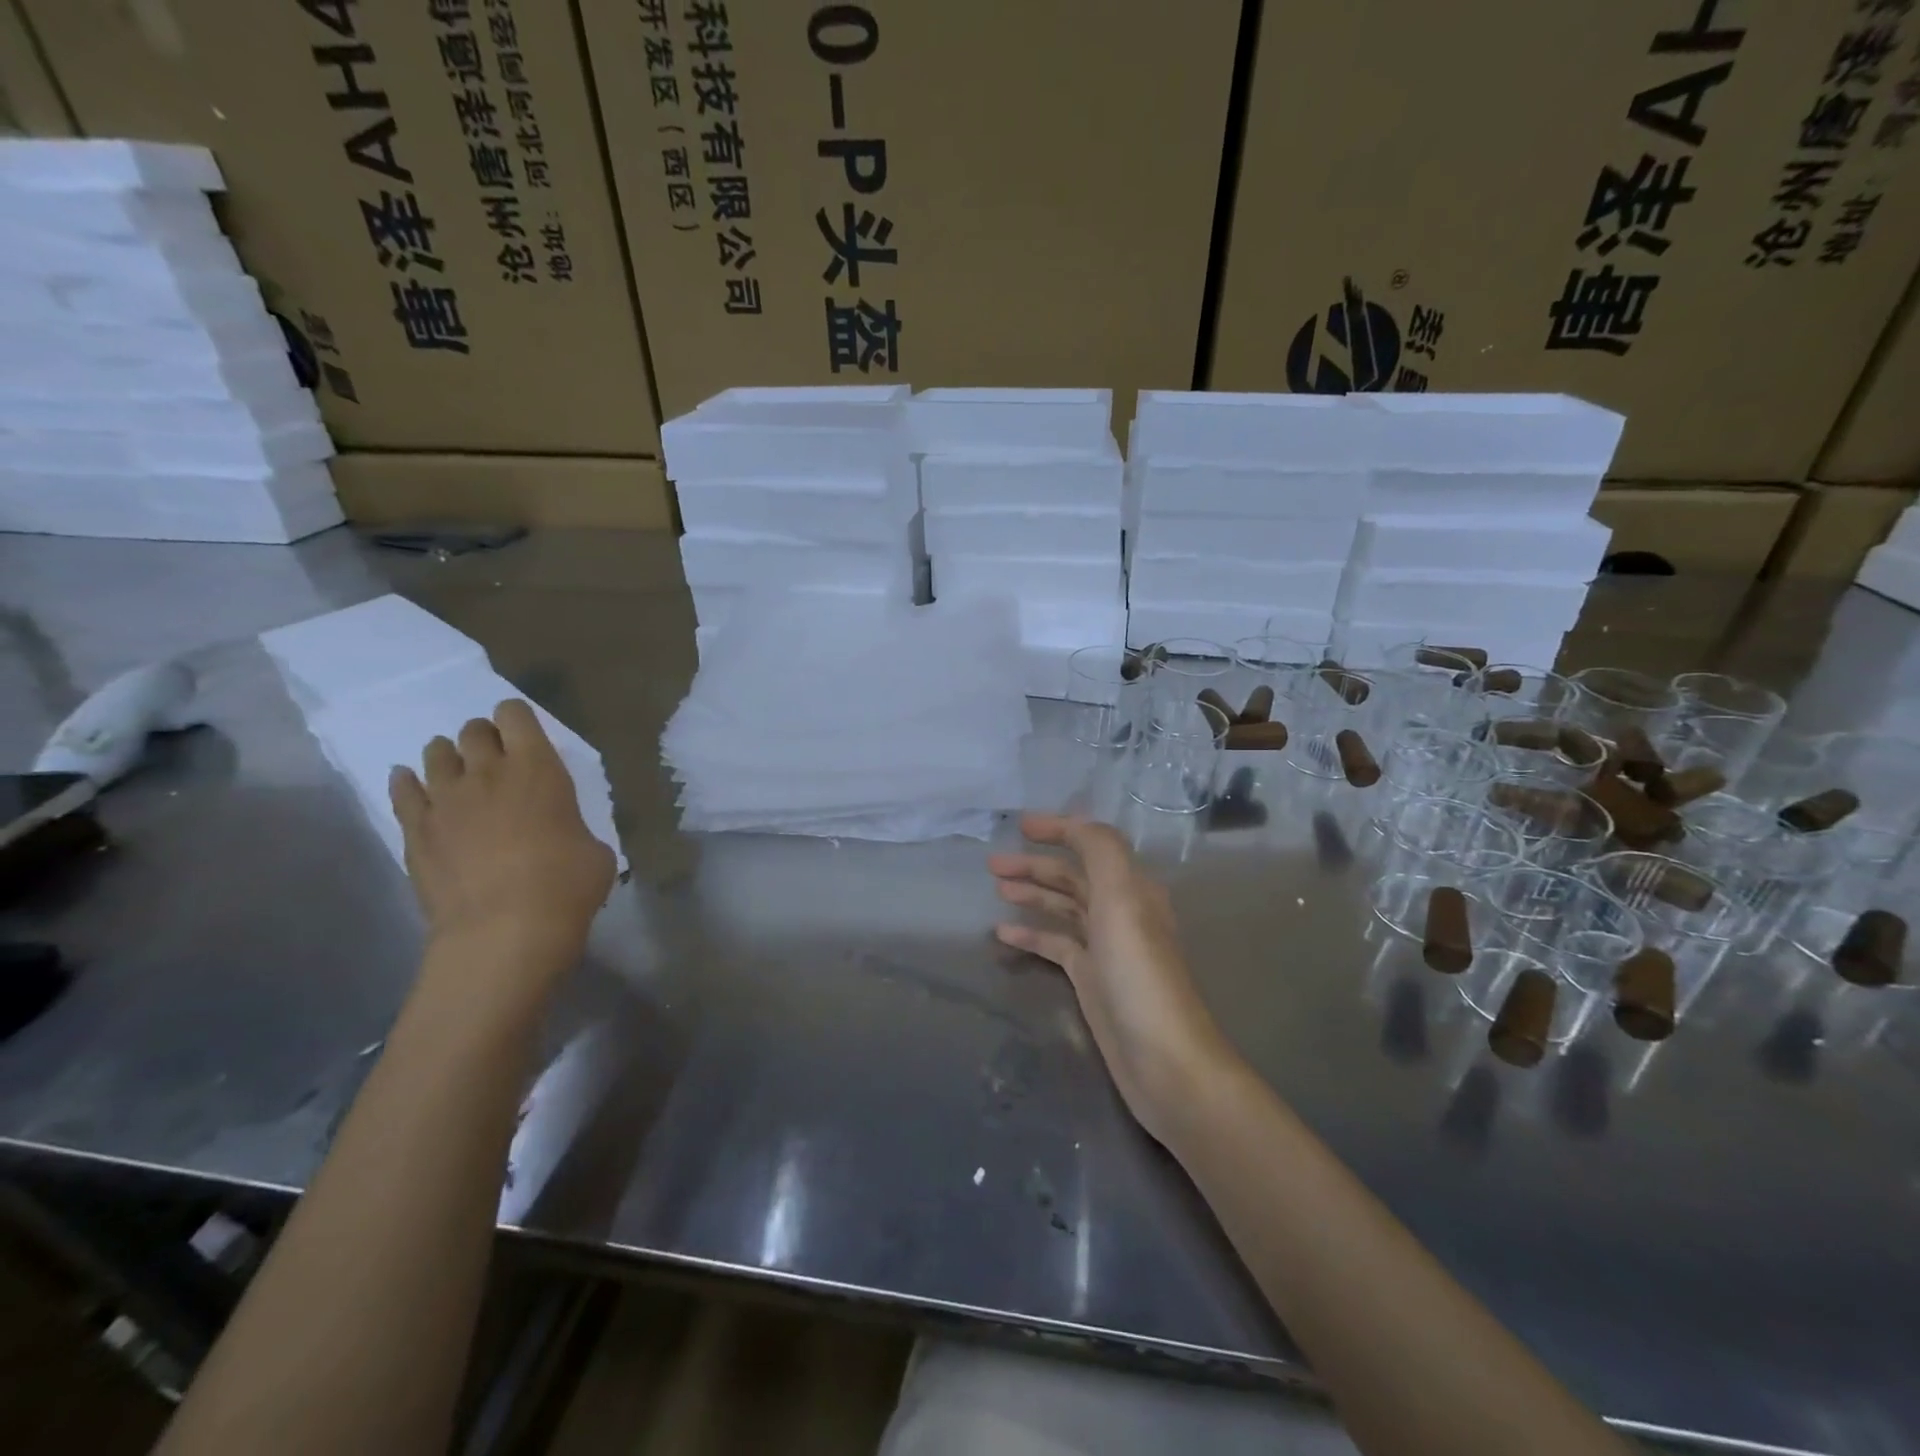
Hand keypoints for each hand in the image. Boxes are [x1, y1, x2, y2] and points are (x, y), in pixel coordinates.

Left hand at [389, 700, 615, 985]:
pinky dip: (408, 783)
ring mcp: (444, 800)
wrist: (505, 930)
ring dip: (448, 757)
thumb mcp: (594, 849)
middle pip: (473, 731)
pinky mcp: (415, 830)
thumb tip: (566, 836)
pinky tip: (411, 784)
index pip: (516, 715)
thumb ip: (574, 827)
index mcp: (538, 767)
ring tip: (457, 772)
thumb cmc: (566, 884)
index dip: (518, 719)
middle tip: (495, 759)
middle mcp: (486, 772)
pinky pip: (402, 791)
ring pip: (435, 754)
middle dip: (484, 738)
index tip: (525, 737)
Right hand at [989, 814, 1228, 1141]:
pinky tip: (1002, 933)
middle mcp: (1121, 911)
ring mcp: (1105, 947)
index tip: (1020, 825)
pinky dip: (1031, 934)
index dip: (1059, 829)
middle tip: (992, 864)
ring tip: (996, 888)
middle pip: (1073, 876)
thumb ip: (1100, 851)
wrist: (1163, 1059)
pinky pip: (1056, 945)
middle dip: (1035, 865)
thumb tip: (1075, 822)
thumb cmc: (1139, 973)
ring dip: (1032, 894)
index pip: (1093, 844)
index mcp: (1132, 887)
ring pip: (1063, 908)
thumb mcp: (1122, 898)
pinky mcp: (1091, 979)